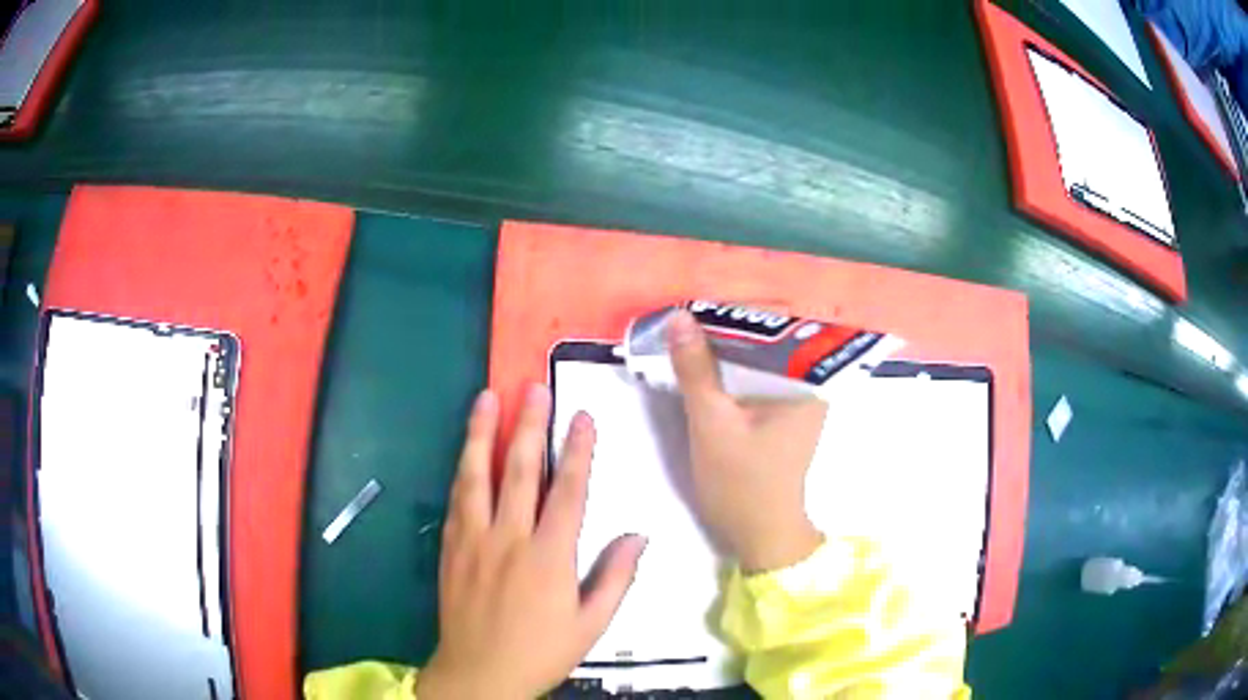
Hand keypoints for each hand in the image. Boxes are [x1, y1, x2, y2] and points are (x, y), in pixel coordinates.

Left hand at [416, 386, 646, 699]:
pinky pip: (456, 499)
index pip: (568, 492)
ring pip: (477, 475)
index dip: (578, 451)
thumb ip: (615, 578)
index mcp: (549, 557)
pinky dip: (463, 469)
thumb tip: (637, 536)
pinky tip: (465, 451)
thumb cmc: (541, 652)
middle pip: (520, 471)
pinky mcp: (451, 548)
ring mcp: (474, 540)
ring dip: (482, 434)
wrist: (478, 674)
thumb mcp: (591, 625)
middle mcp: (509, 538)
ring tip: (487, 399)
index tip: (581, 416)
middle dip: (529, 425)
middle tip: (533, 388)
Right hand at [667, 310, 826, 572]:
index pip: (778, 327)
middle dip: (729, 328)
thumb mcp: (711, 422)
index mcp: (807, 381)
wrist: (758, 533)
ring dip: (727, 349)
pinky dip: (732, 370)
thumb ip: (696, 369)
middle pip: (769, 340)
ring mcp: (798, 399)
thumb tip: (679, 317)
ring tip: (691, 332)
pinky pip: (758, 378)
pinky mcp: (784, 413)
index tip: (701, 302)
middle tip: (688, 314)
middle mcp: (810, 383)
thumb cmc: (741, 482)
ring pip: (760, 359)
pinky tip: (705, 364)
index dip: (738, 311)